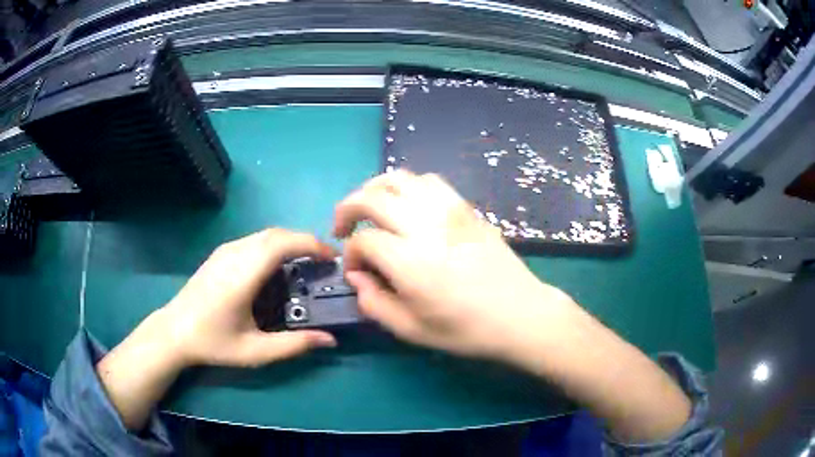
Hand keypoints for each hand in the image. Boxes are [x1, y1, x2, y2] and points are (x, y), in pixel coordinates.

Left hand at [153, 228, 337, 368]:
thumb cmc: (213, 342)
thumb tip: (330, 340)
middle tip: (323, 262)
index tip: (332, 257)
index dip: (310, 244)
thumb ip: (293, 345)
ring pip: (265, 234)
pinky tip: (276, 266)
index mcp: (242, 275)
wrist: (174, 331)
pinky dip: (274, 245)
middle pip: (276, 233)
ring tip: (305, 262)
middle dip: (304, 241)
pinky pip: (254, 240)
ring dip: (289, 242)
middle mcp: (234, 254)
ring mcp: (225, 251)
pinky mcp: (220, 253)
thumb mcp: (255, 351)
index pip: (281, 244)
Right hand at [334, 170, 578, 359]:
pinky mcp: (465, 207)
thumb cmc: (465, 329)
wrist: (519, 314)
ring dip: (375, 189)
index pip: (363, 240)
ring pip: (399, 179)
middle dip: (347, 209)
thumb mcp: (411, 329)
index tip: (356, 271)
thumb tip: (356, 276)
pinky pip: (429, 181)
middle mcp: (426, 226)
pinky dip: (408, 186)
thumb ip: (373, 302)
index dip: (350, 255)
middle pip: (371, 197)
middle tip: (343, 228)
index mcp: (410, 261)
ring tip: (370, 209)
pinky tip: (406, 205)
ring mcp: (449, 211)